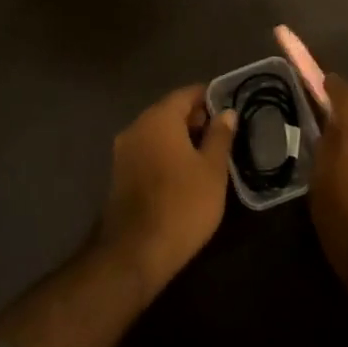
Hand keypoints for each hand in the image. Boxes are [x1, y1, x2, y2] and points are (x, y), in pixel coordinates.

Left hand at [99, 85, 237, 294]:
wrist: (136, 252)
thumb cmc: (183, 204)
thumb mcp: (212, 170)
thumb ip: (220, 136)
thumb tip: (226, 112)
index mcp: (159, 118)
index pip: (186, 94)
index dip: (209, 97)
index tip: (228, 108)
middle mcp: (136, 126)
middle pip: (169, 111)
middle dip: (195, 118)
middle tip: (222, 134)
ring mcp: (123, 151)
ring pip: (157, 132)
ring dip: (180, 137)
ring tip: (207, 155)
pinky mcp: (119, 174)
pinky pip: (147, 151)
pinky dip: (165, 153)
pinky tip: (184, 172)